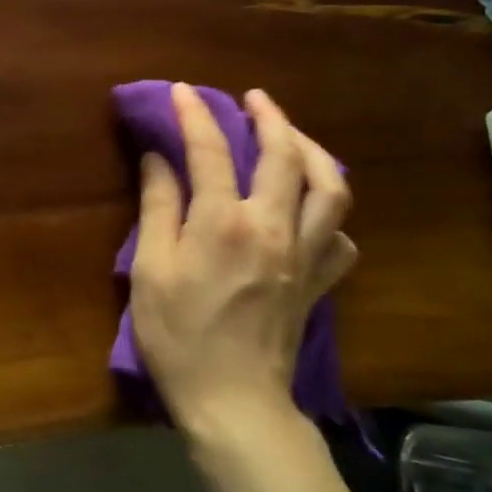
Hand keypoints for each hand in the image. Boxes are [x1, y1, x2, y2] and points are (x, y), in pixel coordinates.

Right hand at [131, 85, 356, 444]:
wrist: (233, 401)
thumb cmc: (178, 336)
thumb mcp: (150, 269)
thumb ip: (157, 207)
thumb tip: (157, 158)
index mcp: (223, 222)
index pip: (210, 150)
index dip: (194, 114)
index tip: (180, 90)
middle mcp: (272, 228)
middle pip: (283, 156)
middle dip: (270, 116)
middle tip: (253, 98)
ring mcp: (304, 255)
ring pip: (330, 189)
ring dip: (313, 152)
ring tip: (293, 138)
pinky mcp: (319, 283)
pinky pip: (341, 238)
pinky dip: (330, 214)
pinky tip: (311, 211)